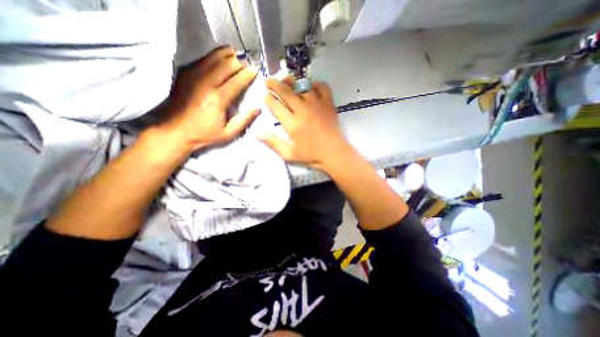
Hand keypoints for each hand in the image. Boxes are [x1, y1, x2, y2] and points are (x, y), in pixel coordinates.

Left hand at [154, 45, 257, 152]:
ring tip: (235, 55)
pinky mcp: (184, 74)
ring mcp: (193, 76)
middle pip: (226, 64)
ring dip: (226, 55)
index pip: (237, 80)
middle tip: (247, 64)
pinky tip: (219, 58)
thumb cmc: (203, 134)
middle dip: (239, 62)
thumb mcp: (228, 133)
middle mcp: (205, 83)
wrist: (173, 131)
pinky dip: (213, 56)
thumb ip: (244, 120)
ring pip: (213, 57)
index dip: (248, 73)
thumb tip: (258, 108)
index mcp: (218, 99)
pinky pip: (202, 59)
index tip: (256, 69)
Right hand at [260, 77, 351, 169]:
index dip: (269, 99)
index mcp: (292, 124)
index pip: (276, 106)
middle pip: (286, 92)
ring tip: (285, 78)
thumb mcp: (289, 154)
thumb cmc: (312, 156)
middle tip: (268, 81)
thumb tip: (257, 133)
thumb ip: (273, 143)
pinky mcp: (329, 104)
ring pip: (302, 86)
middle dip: (274, 85)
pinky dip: (316, 83)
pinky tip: (310, 85)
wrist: (334, 154)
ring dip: (292, 81)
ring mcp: (317, 105)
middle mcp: (303, 111)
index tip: (265, 96)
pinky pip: (322, 87)